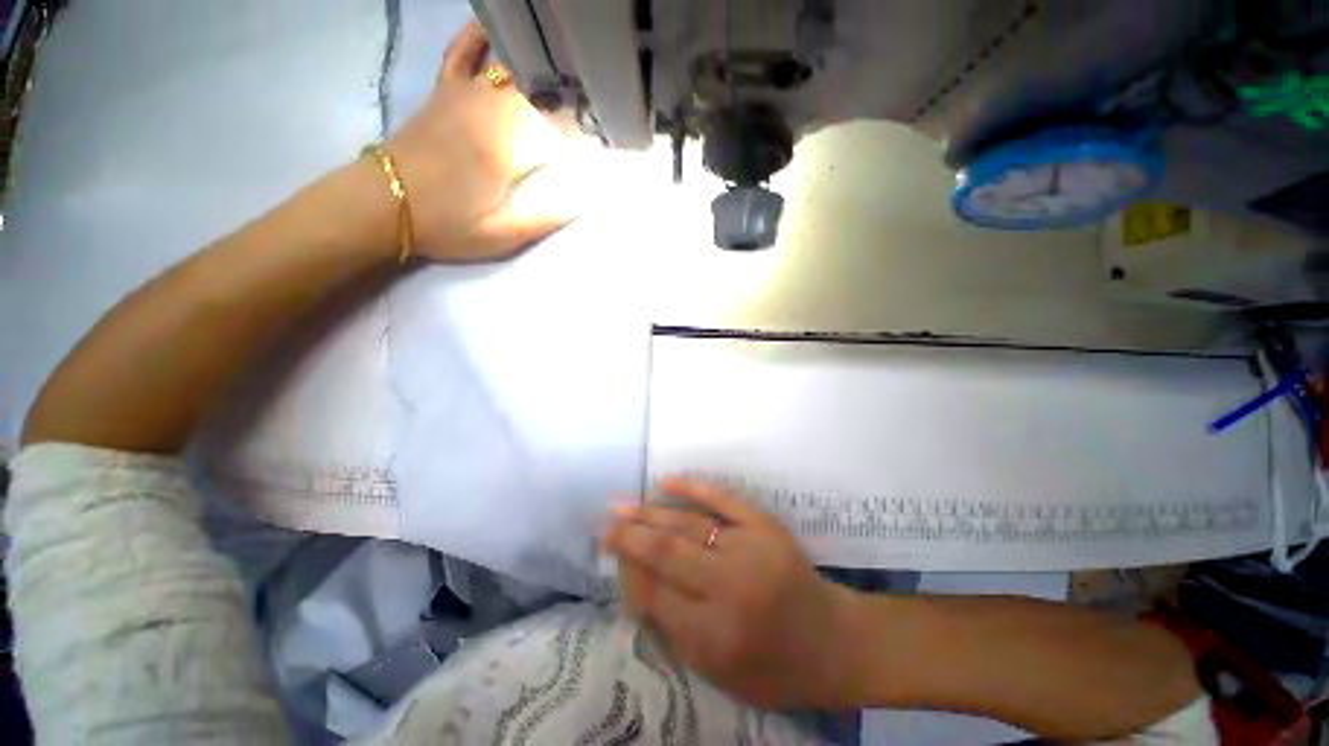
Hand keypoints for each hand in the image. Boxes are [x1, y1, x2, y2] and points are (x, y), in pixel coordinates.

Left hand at [387, 21, 578, 262]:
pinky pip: (461, 53)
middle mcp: (488, 108)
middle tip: (596, 102)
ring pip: (507, 63)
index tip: (608, 138)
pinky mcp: (443, 92)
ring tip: (566, 66)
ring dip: (540, 64)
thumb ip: (546, 216)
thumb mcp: (503, 234)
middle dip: (573, 93)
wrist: (382, 205)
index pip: (560, 124)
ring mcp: (462, 94)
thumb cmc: (447, 225)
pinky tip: (496, 30)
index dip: (589, 128)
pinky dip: (479, 38)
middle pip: (539, 86)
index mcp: (506, 145)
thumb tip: (586, 199)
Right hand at [603, 477, 859, 709]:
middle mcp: (730, 587)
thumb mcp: (716, 671)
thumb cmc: (773, 669)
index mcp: (716, 635)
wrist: (832, 642)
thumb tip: (634, 581)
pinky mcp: (764, 525)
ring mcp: (750, 549)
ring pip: (687, 524)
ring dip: (650, 513)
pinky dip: (692, 488)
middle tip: (604, 523)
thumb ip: (672, 628)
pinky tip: (664, 482)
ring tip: (621, 505)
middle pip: (666, 553)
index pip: (655, 594)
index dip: (628, 573)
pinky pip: (722, 498)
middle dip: (629, 536)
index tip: (610, 556)